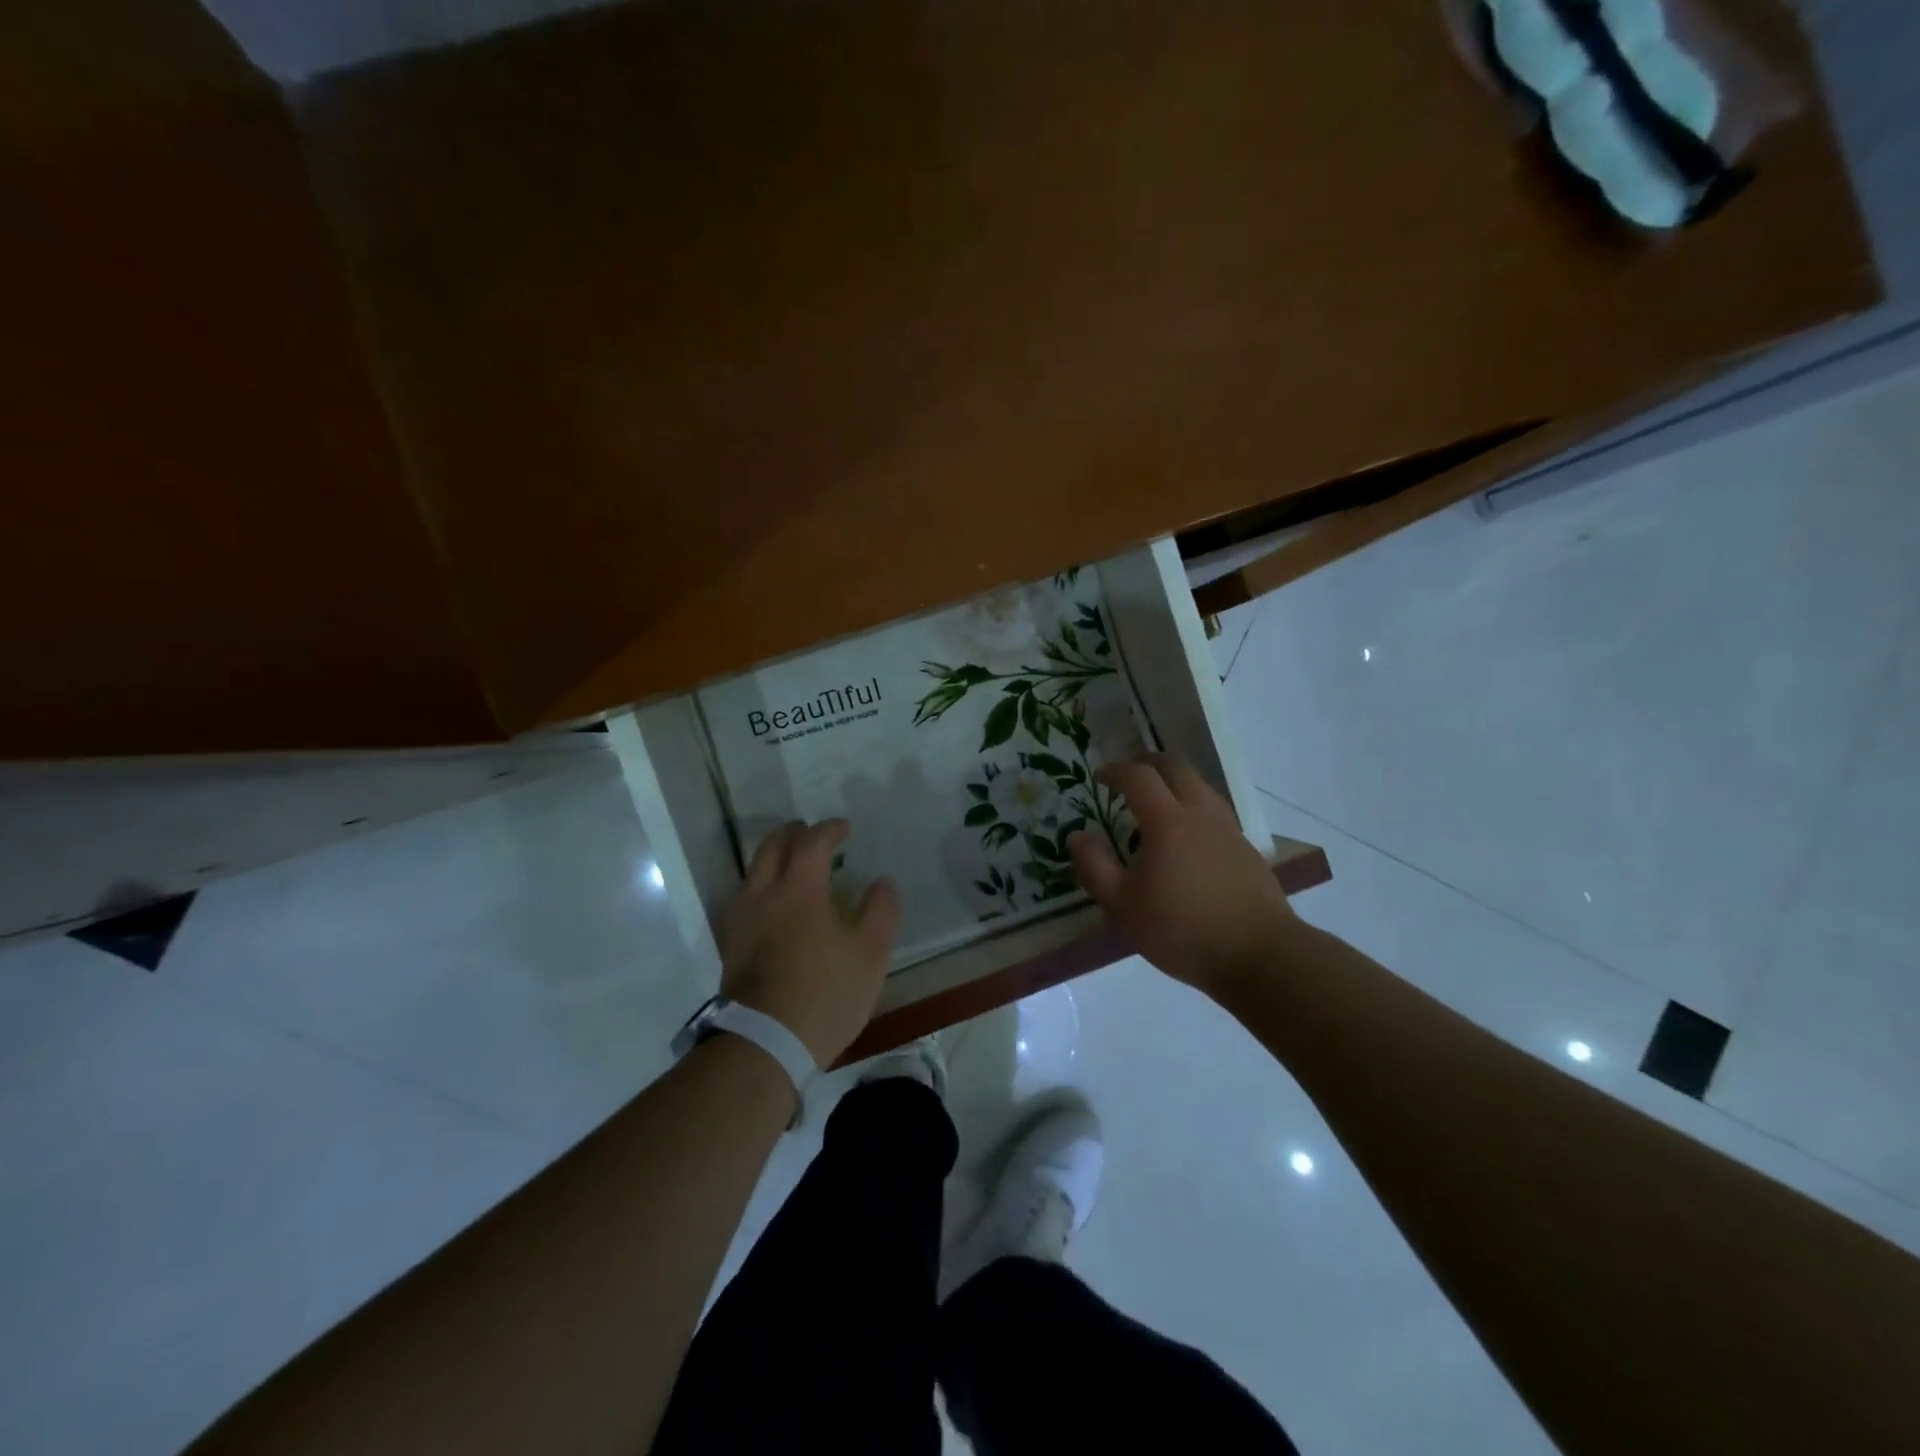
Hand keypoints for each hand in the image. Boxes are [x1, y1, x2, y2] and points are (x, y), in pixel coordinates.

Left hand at [717, 820, 900, 1065]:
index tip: (845, 828)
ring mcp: (741, 919)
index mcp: (799, 888)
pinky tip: (775, 903)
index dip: (830, 829)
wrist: (764, 1044)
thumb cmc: (825, 993)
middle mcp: (763, 893)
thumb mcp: (870, 954)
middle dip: (793, 833)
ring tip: (794, 864)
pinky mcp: (730, 944)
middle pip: (771, 846)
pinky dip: (762, 883)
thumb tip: (882, 883)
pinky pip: (745, 896)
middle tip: (812, 833)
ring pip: (753, 870)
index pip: (812, 842)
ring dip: (774, 856)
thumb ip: (880, 911)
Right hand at [1068, 754, 1296, 998]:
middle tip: (1128, 776)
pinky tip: (1188, 836)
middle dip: (1148, 763)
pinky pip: (1215, 811)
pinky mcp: (1247, 850)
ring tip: (1157, 802)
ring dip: (1174, 782)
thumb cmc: (1182, 930)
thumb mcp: (1123, 906)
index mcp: (1168, 821)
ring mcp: (1229, 830)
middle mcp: (1201, 814)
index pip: (1139, 776)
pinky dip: (1194, 806)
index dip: (1116, 770)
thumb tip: (1077, 836)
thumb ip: (1095, 867)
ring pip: (1200, 786)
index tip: (1100, 777)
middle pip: (1176, 768)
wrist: (1259, 956)